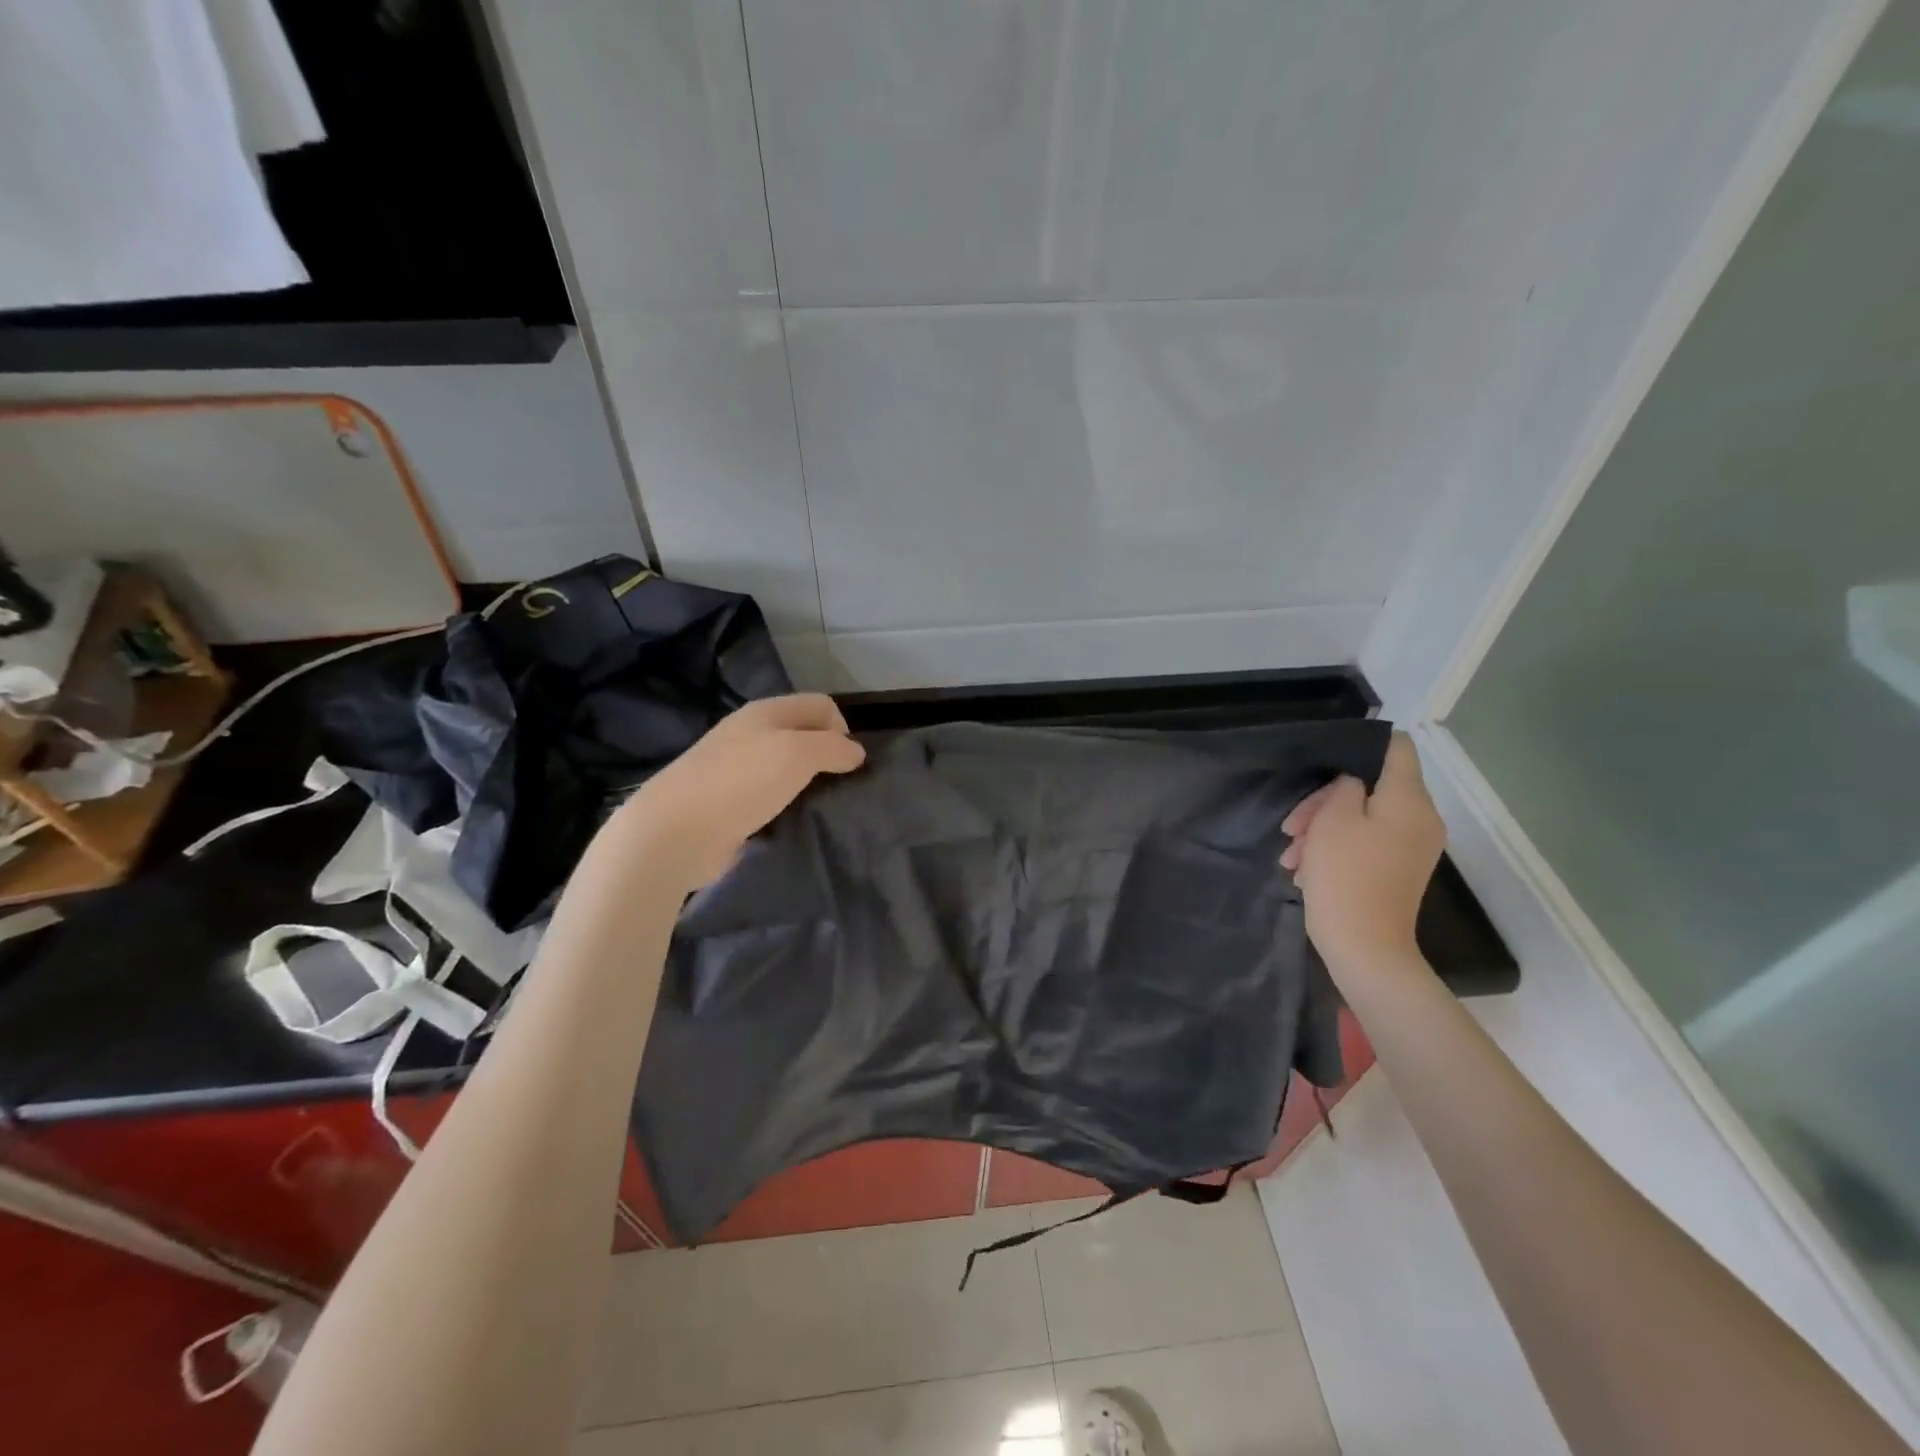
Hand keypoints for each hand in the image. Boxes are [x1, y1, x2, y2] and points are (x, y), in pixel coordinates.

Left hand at [617, 694, 865, 888]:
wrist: (675, 831)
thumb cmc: (741, 782)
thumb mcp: (798, 754)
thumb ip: (833, 748)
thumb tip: (856, 752)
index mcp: (766, 712)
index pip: (821, 704)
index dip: (842, 727)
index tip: (847, 762)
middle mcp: (751, 733)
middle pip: (803, 734)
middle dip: (827, 756)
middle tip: (836, 786)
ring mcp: (736, 768)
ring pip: (787, 767)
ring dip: (807, 784)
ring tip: (816, 807)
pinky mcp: (729, 802)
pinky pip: (770, 795)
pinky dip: (785, 806)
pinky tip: (789, 823)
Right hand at [1279, 732, 1445, 977]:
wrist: (1365, 948)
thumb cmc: (1346, 876)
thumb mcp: (1333, 819)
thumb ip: (1344, 787)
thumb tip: (1353, 783)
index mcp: (1410, 801)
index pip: (1399, 747)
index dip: (1365, 741)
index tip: (1327, 756)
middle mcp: (1420, 819)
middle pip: (1371, 786)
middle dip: (1325, 801)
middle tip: (1292, 825)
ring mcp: (1411, 848)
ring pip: (1362, 817)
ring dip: (1323, 829)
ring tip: (1292, 854)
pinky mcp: (1397, 870)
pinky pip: (1366, 843)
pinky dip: (1336, 849)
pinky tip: (1305, 869)